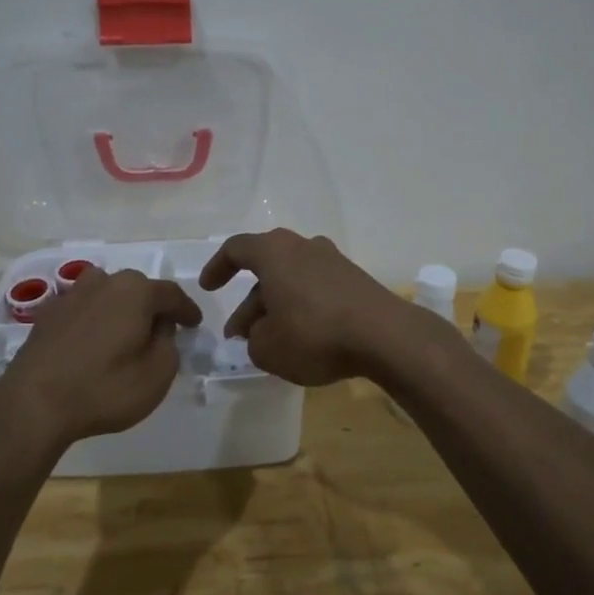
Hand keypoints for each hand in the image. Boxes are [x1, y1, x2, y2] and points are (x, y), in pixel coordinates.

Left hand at [0, 268, 202, 448]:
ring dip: (120, 309)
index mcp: (135, 291)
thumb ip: (169, 344)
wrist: (34, 403)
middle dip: (152, 307)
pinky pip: (83, 310)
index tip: (195, 324)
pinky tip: (94, 342)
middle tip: (162, 331)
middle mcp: (104, 282)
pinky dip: (94, 320)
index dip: (187, 310)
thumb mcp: (158, 374)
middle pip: (138, 289)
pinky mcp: (47, 314)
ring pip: (107, 294)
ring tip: (125, 333)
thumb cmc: (104, 388)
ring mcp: (71, 295)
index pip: (171, 294)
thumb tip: (160, 328)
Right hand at [199, 229, 414, 386]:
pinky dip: (302, 307)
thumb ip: (253, 338)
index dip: (217, 267)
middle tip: (239, 333)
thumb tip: (259, 331)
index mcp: (274, 252)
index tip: (208, 287)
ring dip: (275, 306)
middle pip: (266, 268)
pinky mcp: (355, 279)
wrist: (384, 336)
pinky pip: (316, 288)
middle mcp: (303, 246)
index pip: (236, 248)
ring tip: (269, 341)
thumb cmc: (314, 334)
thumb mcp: (267, 348)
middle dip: (249, 301)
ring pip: (292, 280)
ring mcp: (333, 261)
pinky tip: (303, 337)